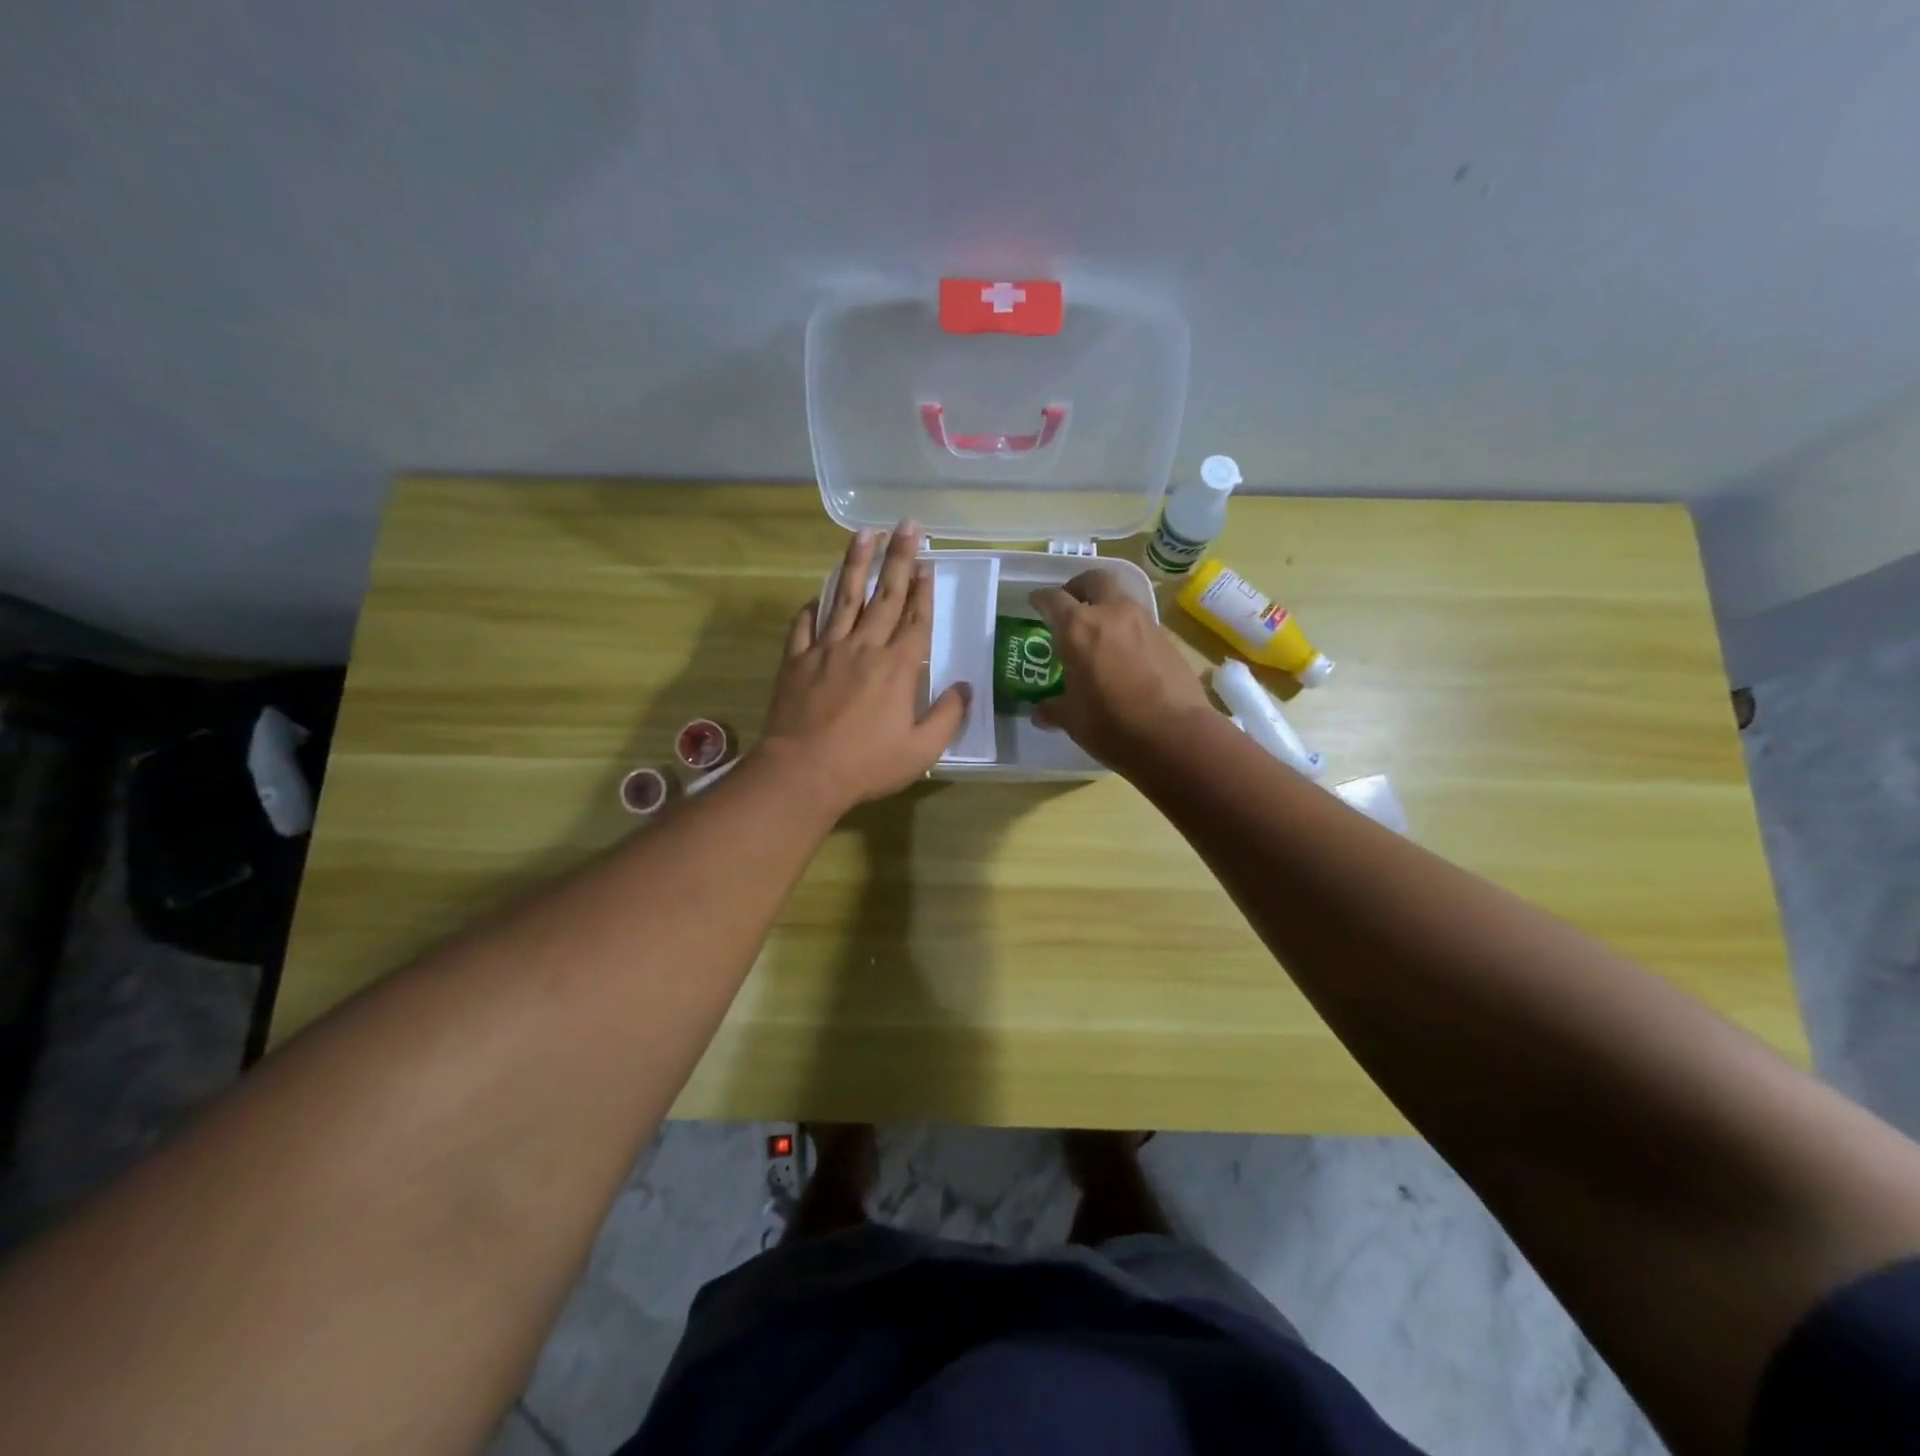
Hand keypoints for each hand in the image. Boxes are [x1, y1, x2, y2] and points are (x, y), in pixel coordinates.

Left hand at [757, 523, 970, 815]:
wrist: (802, 772)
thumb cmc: (867, 765)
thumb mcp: (921, 750)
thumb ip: (947, 716)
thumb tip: (964, 688)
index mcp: (897, 668)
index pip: (916, 620)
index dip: (923, 591)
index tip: (927, 564)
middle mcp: (864, 648)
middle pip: (885, 596)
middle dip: (899, 559)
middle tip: (907, 526)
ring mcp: (826, 650)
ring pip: (843, 598)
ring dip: (856, 565)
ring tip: (864, 534)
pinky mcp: (796, 661)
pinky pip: (804, 625)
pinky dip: (812, 608)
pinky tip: (817, 596)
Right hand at [1028, 570, 1212, 770]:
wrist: (1174, 735)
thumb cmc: (1111, 725)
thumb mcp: (1073, 719)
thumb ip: (1054, 709)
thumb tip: (1041, 713)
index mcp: (1079, 629)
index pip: (1054, 600)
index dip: (1041, 599)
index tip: (1035, 602)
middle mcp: (1112, 614)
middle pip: (1095, 580)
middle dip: (1080, 586)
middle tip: (1071, 603)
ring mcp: (1145, 624)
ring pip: (1122, 600)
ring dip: (1107, 607)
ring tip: (1098, 633)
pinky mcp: (1168, 639)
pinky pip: (1141, 624)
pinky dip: (1127, 630)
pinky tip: (1124, 655)